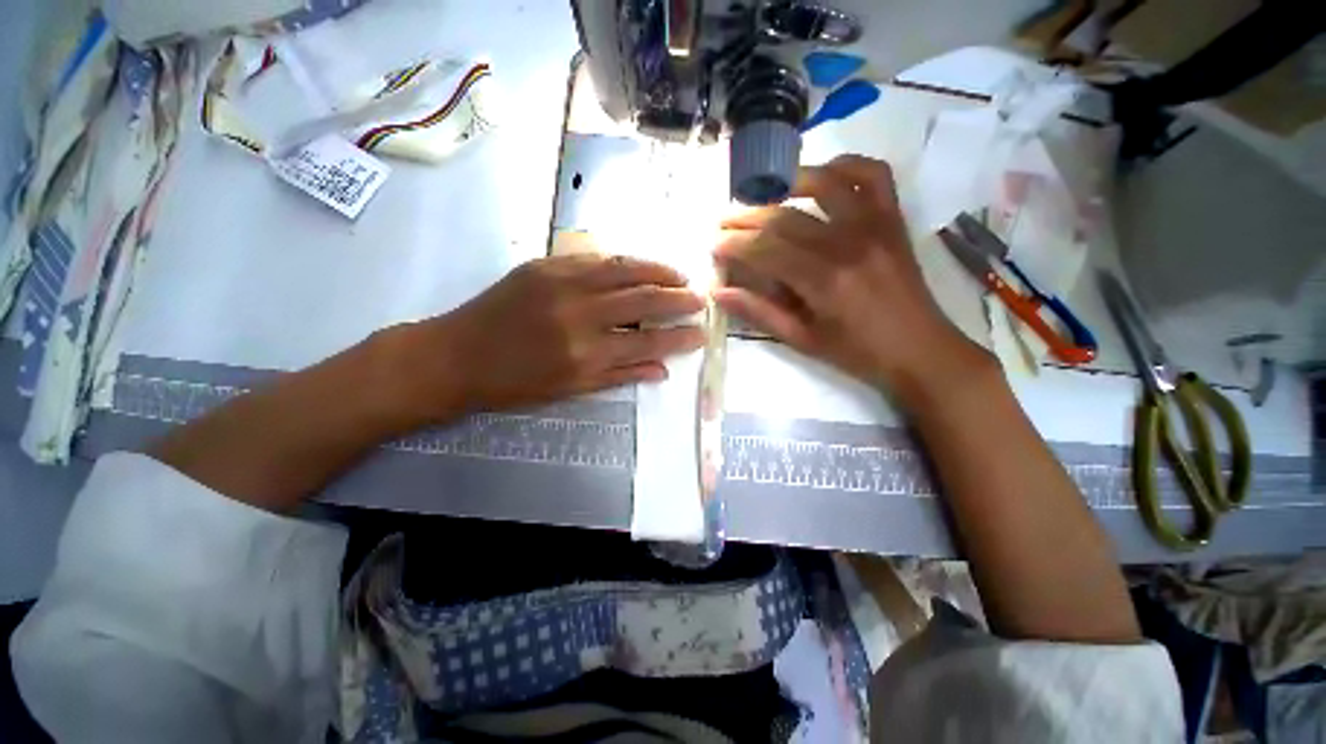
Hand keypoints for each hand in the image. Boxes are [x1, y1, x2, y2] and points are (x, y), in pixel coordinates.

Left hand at [389, 254, 704, 418]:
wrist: (456, 355)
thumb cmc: (514, 384)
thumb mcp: (570, 390)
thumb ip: (620, 376)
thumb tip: (662, 370)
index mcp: (586, 355)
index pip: (649, 342)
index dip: (680, 338)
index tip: (702, 333)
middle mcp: (580, 314)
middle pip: (643, 300)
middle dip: (678, 299)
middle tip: (699, 298)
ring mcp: (562, 282)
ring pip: (624, 269)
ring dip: (658, 271)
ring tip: (679, 275)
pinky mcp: (545, 264)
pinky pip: (596, 258)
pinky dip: (625, 261)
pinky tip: (641, 265)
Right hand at [713, 155, 990, 402]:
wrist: (920, 349)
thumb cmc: (856, 352)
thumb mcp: (801, 340)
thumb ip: (759, 312)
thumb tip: (720, 292)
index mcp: (824, 280)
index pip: (766, 250)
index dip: (734, 245)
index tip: (714, 246)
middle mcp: (848, 243)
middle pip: (785, 217)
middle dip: (746, 217)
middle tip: (724, 221)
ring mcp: (875, 225)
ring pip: (824, 183)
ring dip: (787, 183)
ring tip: (764, 196)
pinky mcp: (892, 219)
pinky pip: (872, 174)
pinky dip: (845, 165)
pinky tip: (823, 175)